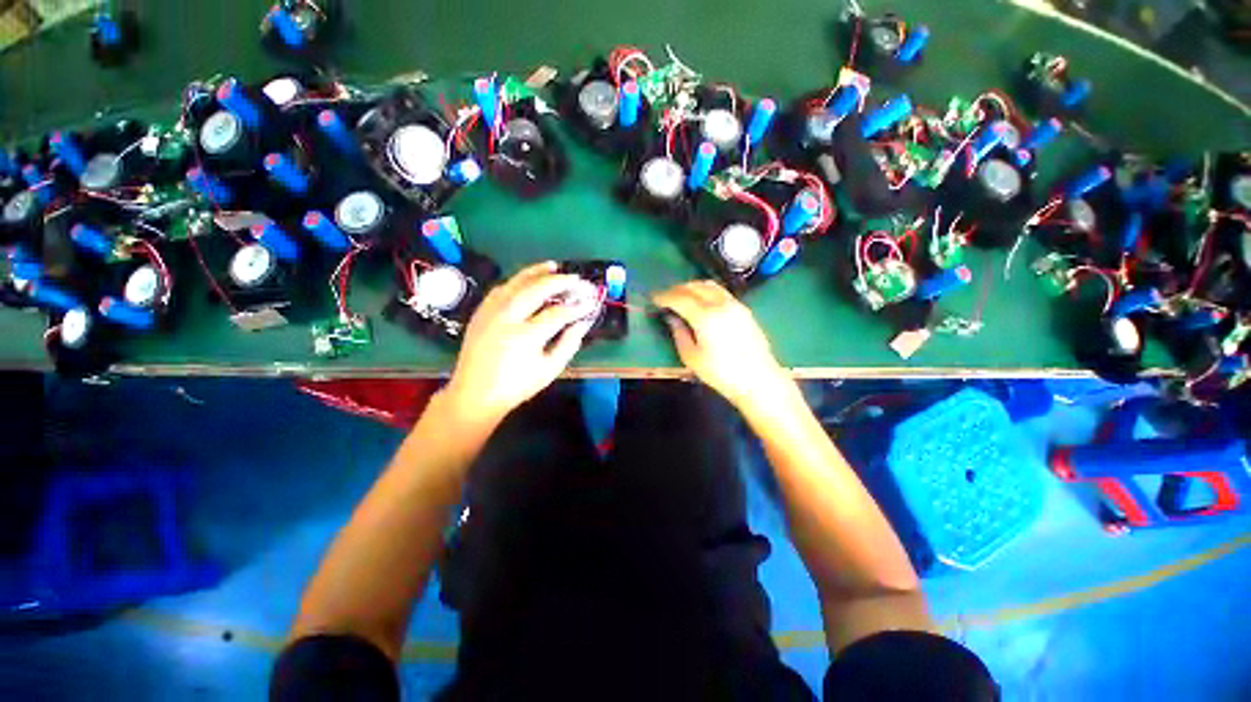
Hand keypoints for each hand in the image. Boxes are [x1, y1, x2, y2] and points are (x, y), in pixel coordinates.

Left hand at [443, 262, 596, 426]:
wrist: (474, 394)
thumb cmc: (516, 386)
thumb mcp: (549, 369)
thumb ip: (569, 343)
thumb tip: (584, 321)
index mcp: (525, 336)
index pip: (558, 313)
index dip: (577, 306)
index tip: (591, 302)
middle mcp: (507, 318)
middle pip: (536, 289)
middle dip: (560, 281)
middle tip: (577, 279)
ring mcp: (490, 312)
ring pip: (516, 282)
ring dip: (537, 272)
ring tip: (554, 267)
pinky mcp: (481, 312)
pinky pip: (502, 288)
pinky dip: (518, 281)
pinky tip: (528, 280)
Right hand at [653, 281, 791, 407]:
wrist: (758, 379)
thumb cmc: (721, 373)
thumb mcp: (692, 357)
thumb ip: (679, 333)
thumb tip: (672, 318)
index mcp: (705, 317)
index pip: (679, 298)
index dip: (664, 296)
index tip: (654, 298)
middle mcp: (720, 304)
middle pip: (694, 286)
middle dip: (677, 289)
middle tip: (665, 296)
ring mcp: (734, 304)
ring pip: (709, 285)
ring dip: (692, 287)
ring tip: (682, 296)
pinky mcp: (744, 309)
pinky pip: (720, 291)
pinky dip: (706, 291)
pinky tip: (701, 301)